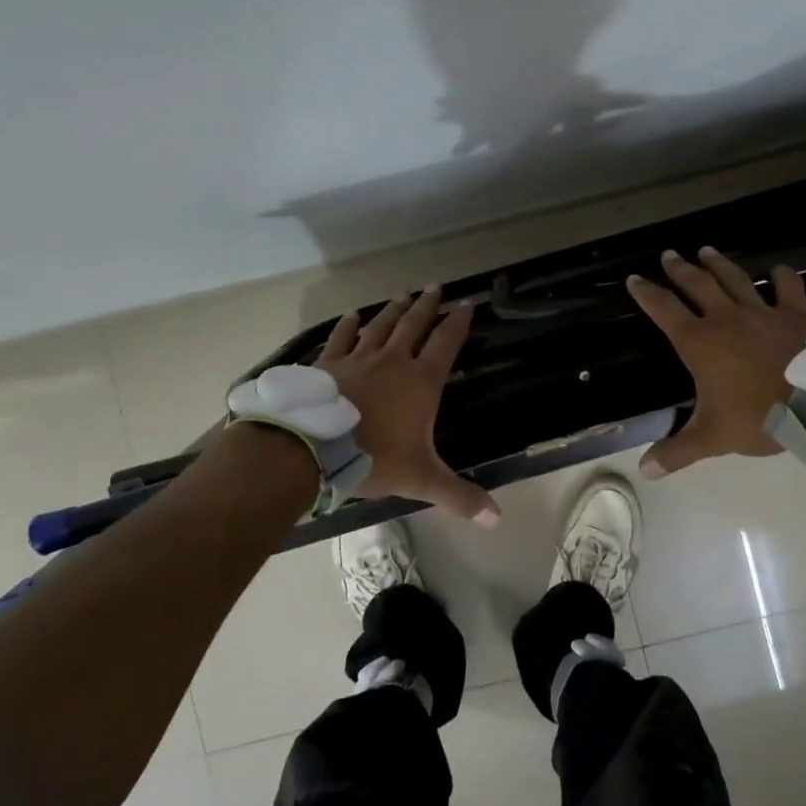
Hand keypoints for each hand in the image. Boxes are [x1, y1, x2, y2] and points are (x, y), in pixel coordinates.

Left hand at [317, 285, 499, 524]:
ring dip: (395, 309)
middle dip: (428, 306)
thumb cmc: (372, 459)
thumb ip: (459, 496)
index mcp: (421, 382)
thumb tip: (496, 517)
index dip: (459, 322)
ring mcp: (357, 359)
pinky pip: (342, 338)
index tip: (468, 303)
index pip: (446, 343)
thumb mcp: (421, 480)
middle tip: (437, 287)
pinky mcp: (328, 365)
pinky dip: (349, 326)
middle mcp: (392, 361)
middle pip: (414, 325)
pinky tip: (352, 316)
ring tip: (405, 293)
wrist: (310, 449)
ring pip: (381, 326)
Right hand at [625, 247, 805, 477]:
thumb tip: (645, 470)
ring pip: (735, 279)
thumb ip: (677, 451)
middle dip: (679, 269)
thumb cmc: (758, 418)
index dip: (646, 294)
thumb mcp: (712, 438)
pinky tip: (779, 269)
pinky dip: (783, 277)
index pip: (664, 310)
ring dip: (718, 264)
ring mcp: (763, 312)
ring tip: (706, 250)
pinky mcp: (796, 314)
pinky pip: (788, 289)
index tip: (634, 279)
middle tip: (669, 254)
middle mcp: (726, 318)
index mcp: (699, 342)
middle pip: (697, 285)